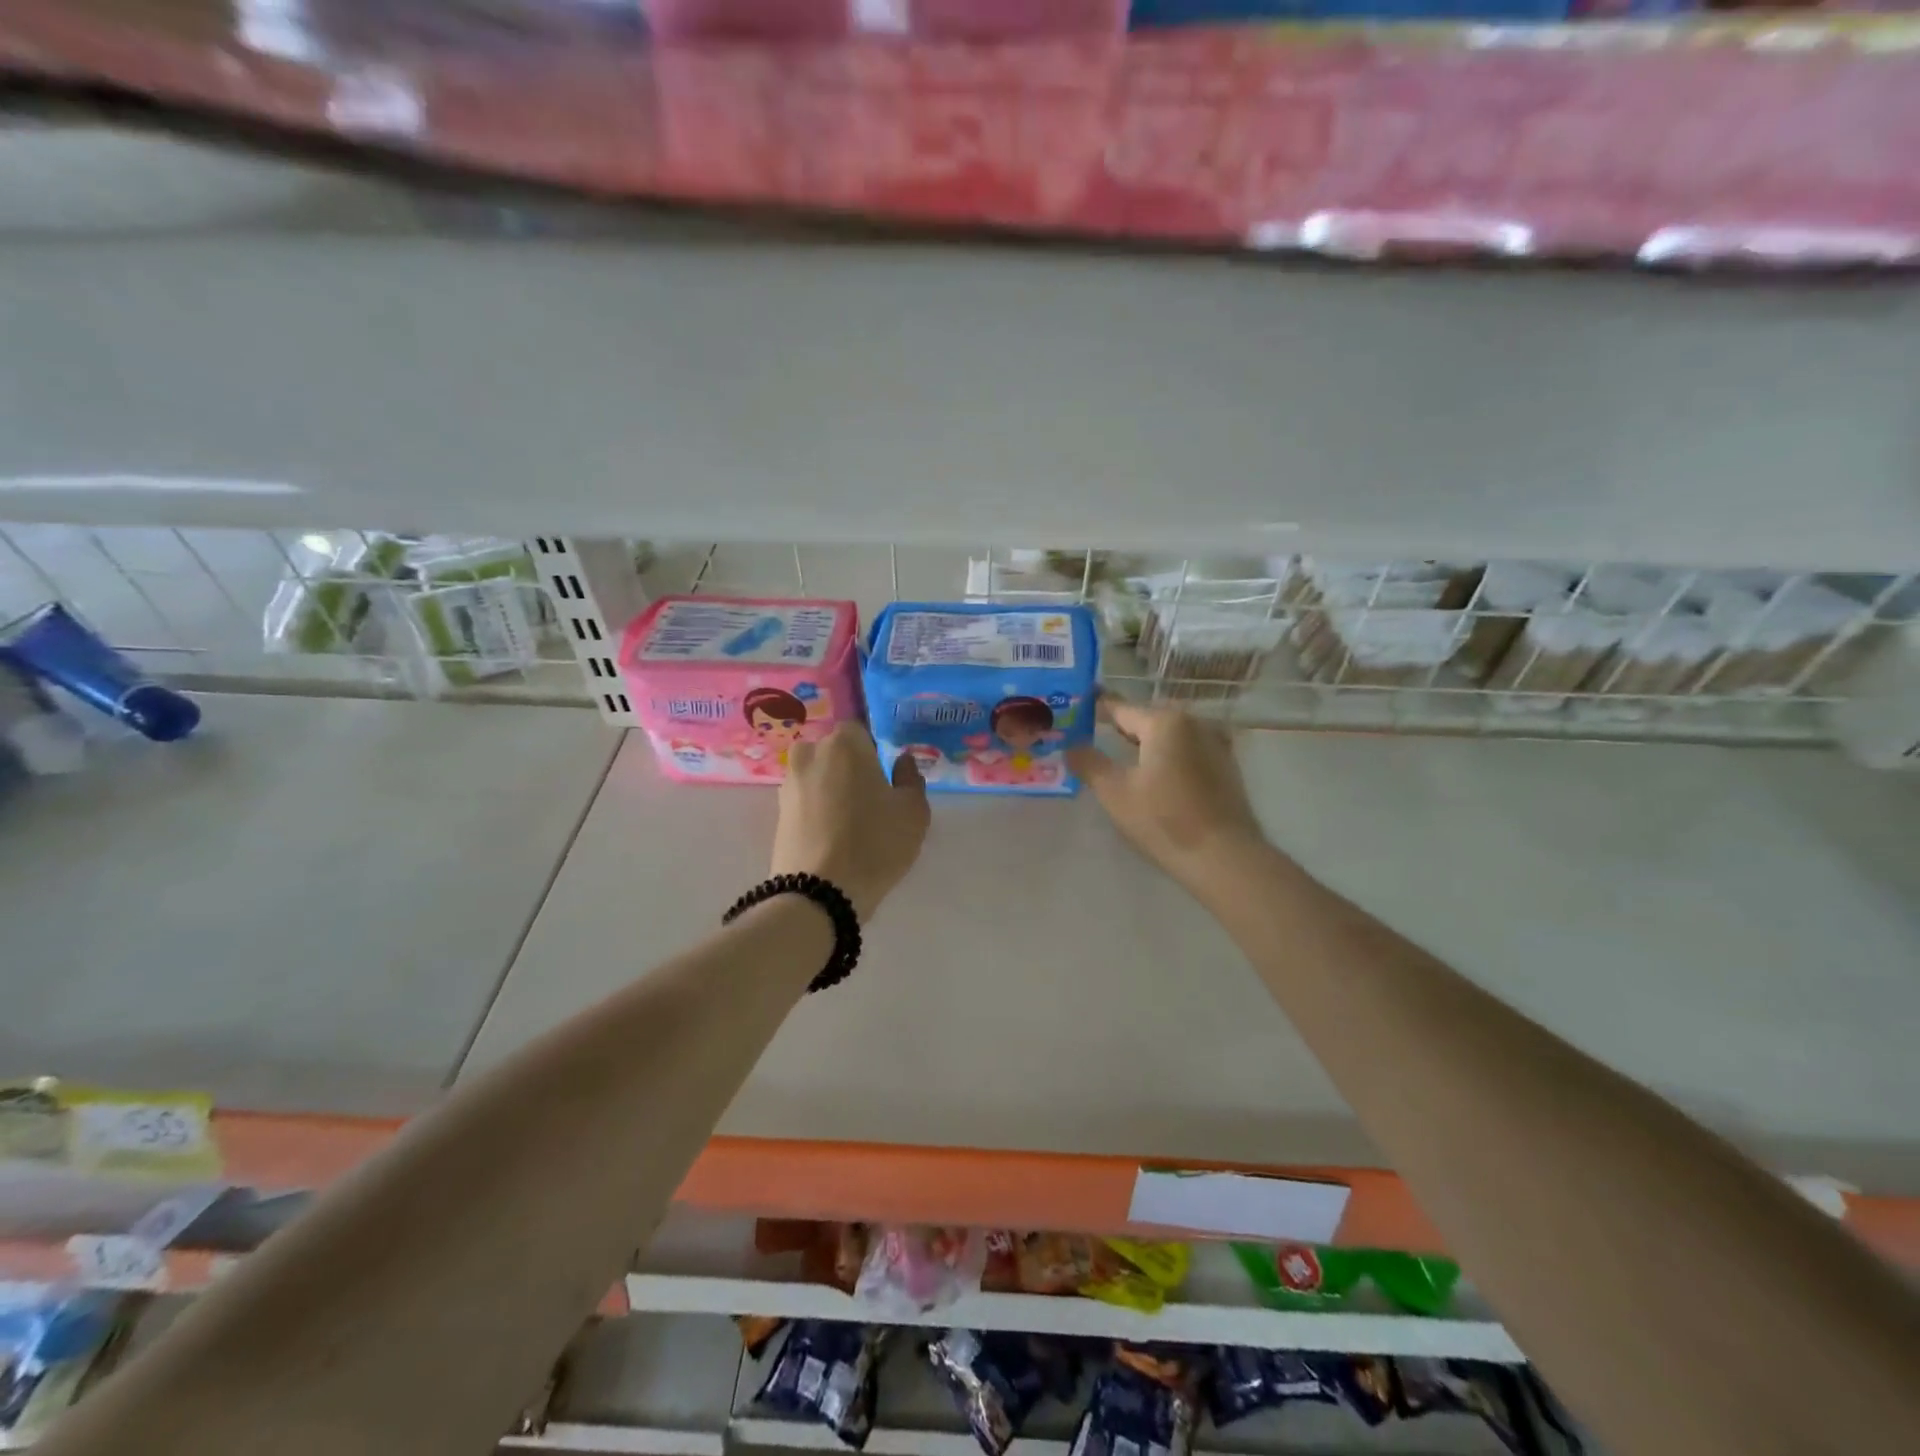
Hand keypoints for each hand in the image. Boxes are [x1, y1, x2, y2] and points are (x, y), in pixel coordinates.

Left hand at [773, 723, 929, 920]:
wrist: (819, 893)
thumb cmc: (875, 843)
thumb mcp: (914, 812)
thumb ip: (911, 778)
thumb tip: (901, 761)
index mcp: (845, 744)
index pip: (860, 731)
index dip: (873, 752)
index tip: (884, 778)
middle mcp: (810, 754)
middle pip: (834, 752)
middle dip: (849, 768)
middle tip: (869, 799)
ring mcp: (789, 784)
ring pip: (817, 776)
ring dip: (831, 789)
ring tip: (850, 822)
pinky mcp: (777, 813)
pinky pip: (804, 800)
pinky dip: (817, 810)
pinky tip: (832, 836)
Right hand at [1066, 700, 1265, 890]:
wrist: (1224, 857)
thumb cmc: (1163, 820)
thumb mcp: (1115, 792)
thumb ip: (1089, 763)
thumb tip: (1070, 746)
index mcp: (1165, 722)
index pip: (1121, 708)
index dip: (1097, 709)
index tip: (1078, 708)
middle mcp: (1194, 723)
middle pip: (1148, 720)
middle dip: (1122, 727)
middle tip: (1095, 735)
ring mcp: (1216, 744)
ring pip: (1170, 736)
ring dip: (1147, 743)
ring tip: (1122, 756)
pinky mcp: (1226, 767)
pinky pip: (1188, 752)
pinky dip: (1169, 756)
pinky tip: (1156, 774)